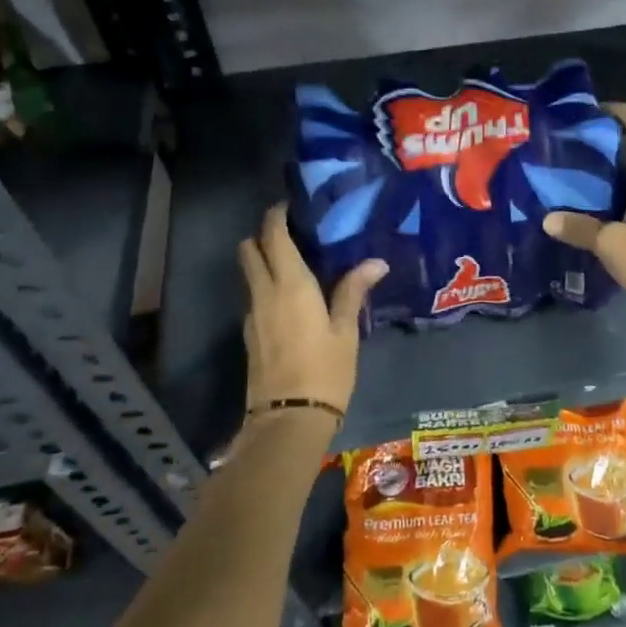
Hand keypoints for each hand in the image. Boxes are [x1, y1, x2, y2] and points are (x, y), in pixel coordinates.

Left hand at [239, 203, 386, 422]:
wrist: (288, 420)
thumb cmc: (325, 371)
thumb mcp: (345, 331)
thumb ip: (353, 292)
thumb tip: (376, 262)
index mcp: (290, 285)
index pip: (272, 236)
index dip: (276, 216)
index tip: (290, 206)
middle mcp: (264, 293)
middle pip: (249, 250)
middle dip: (263, 235)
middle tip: (292, 234)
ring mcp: (252, 315)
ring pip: (250, 274)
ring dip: (263, 261)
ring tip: (296, 266)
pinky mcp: (249, 335)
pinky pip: (255, 298)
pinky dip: (266, 288)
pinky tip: (290, 301)